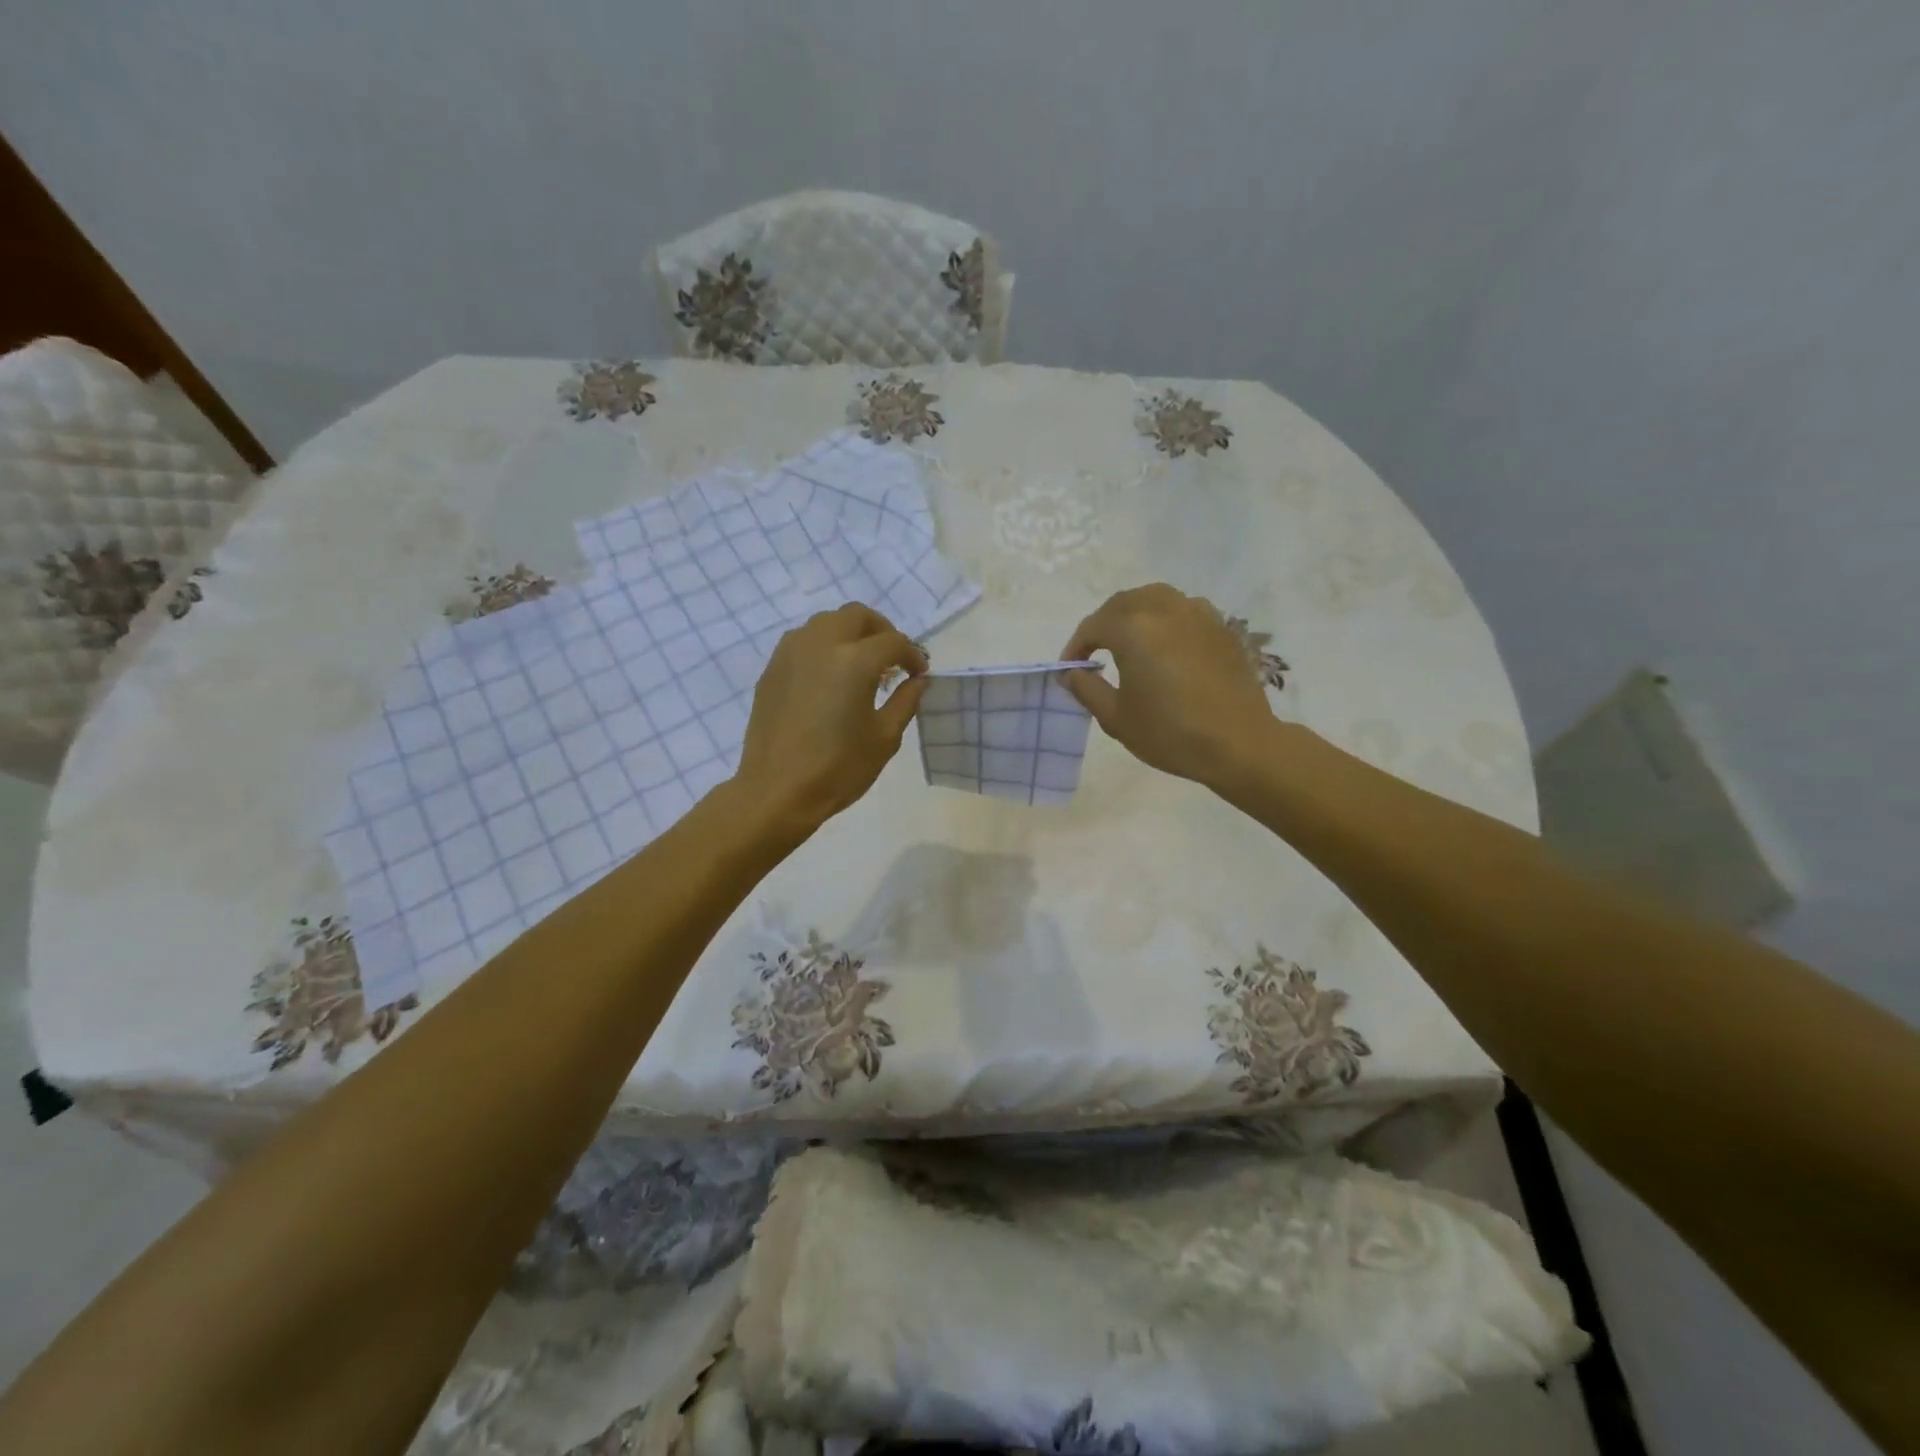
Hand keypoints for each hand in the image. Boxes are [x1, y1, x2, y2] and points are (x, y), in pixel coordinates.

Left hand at [734, 603, 928, 833]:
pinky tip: (830, 677)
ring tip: (861, 664)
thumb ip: (906, 701)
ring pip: (826, 622)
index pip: (893, 641)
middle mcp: (821, 644)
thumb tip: (918, 681)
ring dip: (850, 634)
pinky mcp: (772, 669)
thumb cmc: (838, 768)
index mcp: (854, 661)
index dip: (912, 655)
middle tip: (892, 659)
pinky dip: (824, 647)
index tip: (919, 674)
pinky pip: (803, 641)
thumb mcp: (884, 738)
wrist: (777, 791)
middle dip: (881, 630)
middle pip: (857, 616)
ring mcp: (791, 653)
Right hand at [1061, 584, 1277, 786]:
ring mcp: (1198, 614)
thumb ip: (1087, 688)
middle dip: (1104, 624)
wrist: (1239, 743)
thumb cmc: (1170, 732)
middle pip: (1124, 602)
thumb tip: (1072, 673)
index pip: (1093, 626)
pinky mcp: (1221, 627)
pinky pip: (1185, 610)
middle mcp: (1165, 609)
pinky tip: (1166, 646)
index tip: (1070, 669)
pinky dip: (1166, 620)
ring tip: (1129, 642)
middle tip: (1095, 652)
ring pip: (1156, 599)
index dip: (1076, 646)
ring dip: (1135, 614)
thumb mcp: (1116, 717)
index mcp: (1133, 628)